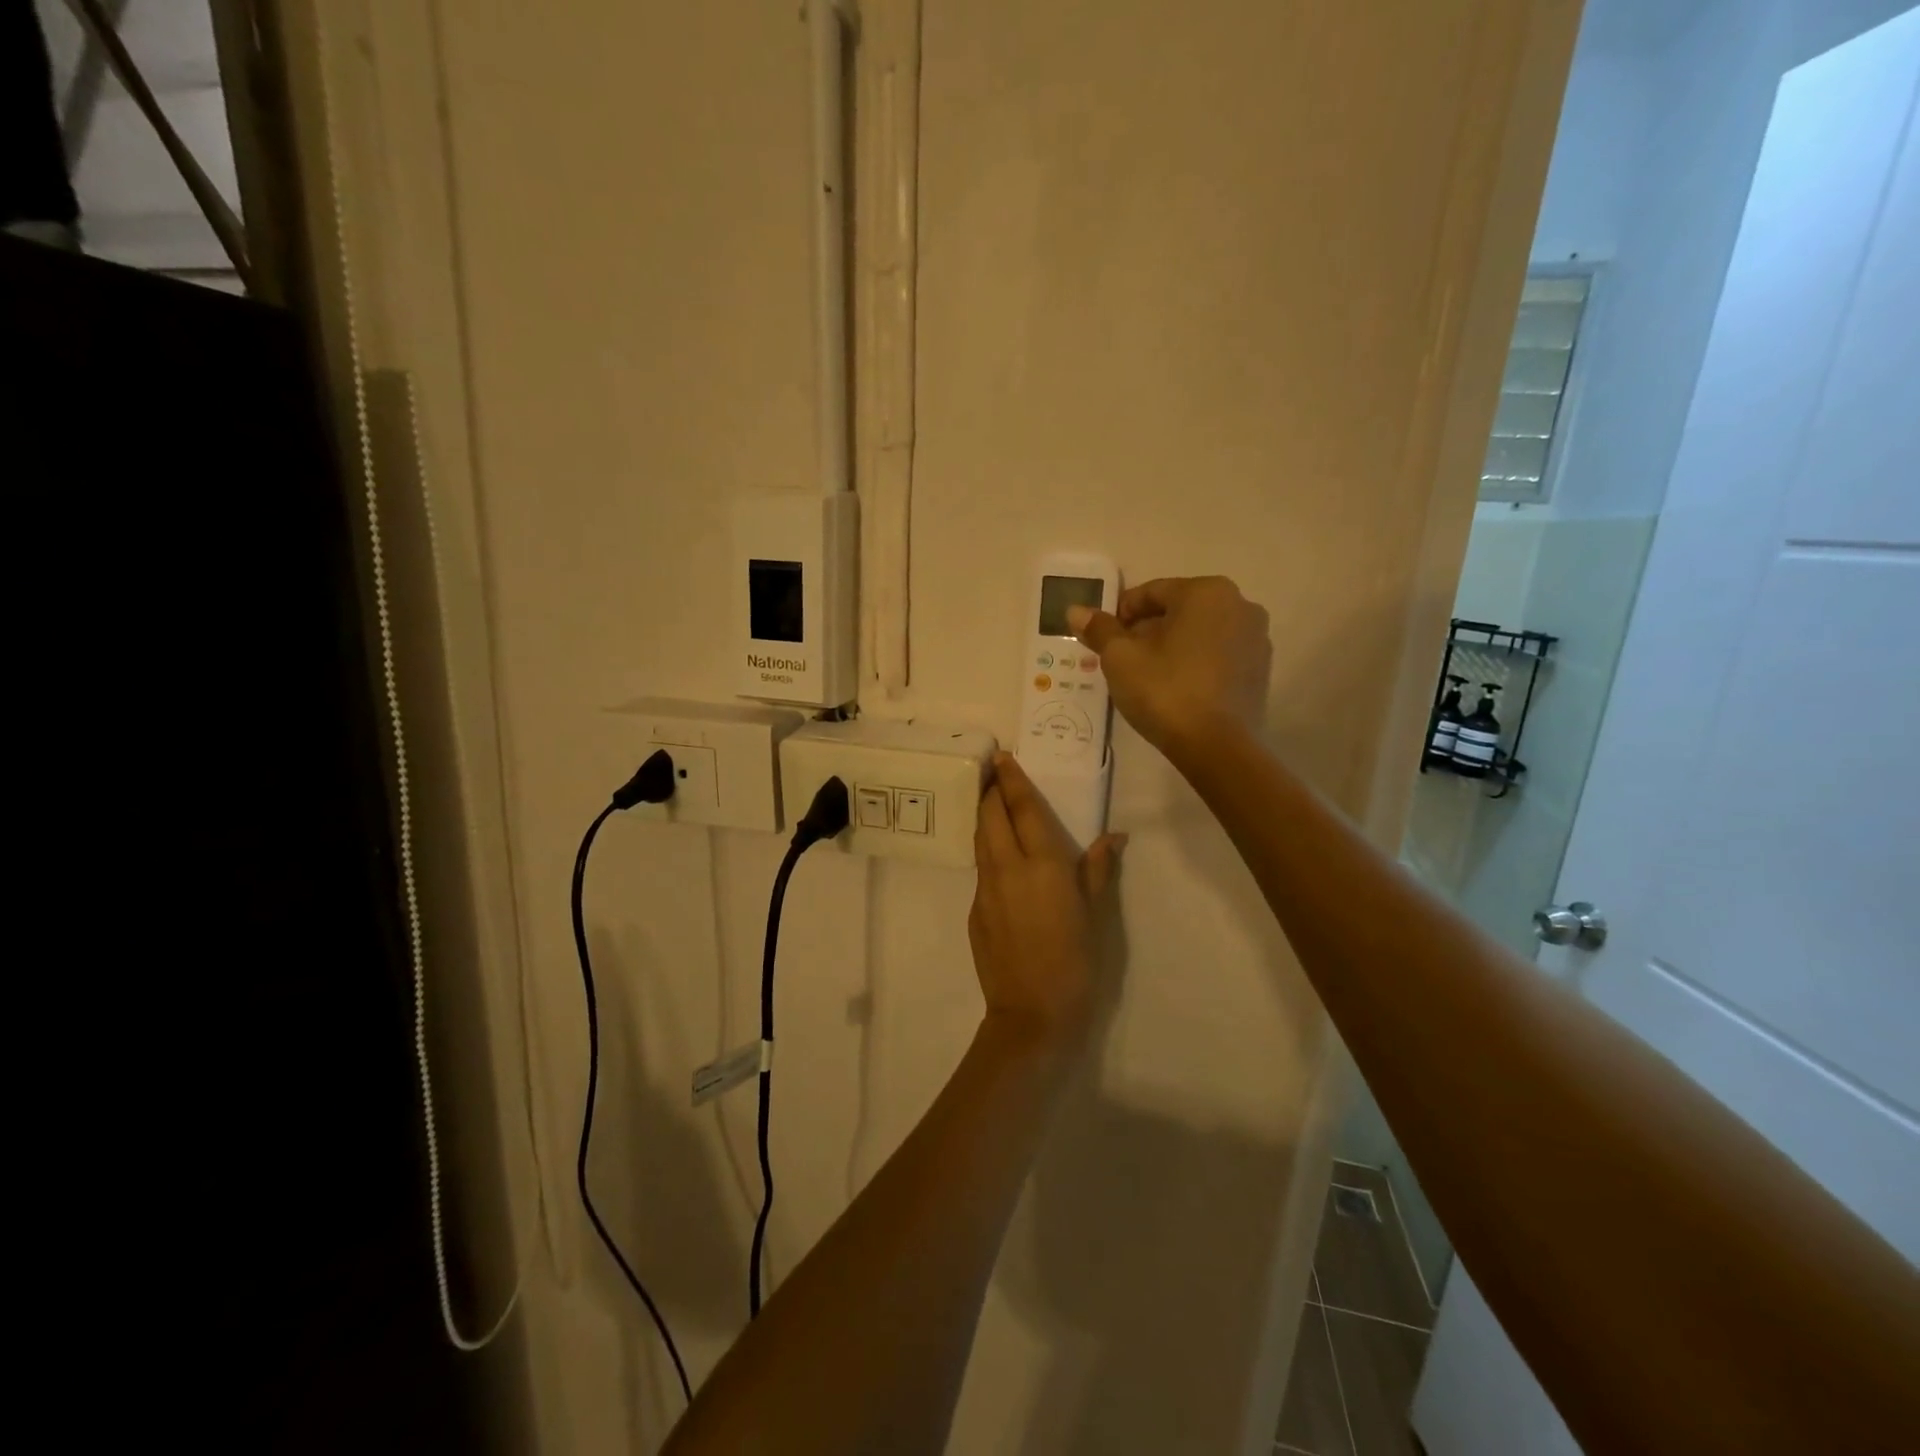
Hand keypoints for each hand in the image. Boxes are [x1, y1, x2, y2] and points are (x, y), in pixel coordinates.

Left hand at [969, 754, 1124, 1047]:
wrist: (1031, 1014)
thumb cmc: (1076, 963)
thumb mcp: (1097, 916)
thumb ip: (1099, 870)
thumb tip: (1114, 836)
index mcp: (1042, 865)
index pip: (1022, 809)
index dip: (1012, 780)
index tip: (1002, 757)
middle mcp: (1007, 868)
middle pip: (990, 816)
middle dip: (990, 791)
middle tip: (994, 773)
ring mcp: (986, 890)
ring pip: (980, 840)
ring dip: (984, 817)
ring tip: (993, 804)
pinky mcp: (974, 910)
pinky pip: (981, 869)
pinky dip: (987, 850)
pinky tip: (1000, 857)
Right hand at [1068, 576, 1270, 760]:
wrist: (1217, 746)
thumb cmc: (1165, 691)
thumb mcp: (1120, 658)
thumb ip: (1100, 629)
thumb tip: (1076, 611)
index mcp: (1205, 592)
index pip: (1151, 592)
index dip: (1121, 614)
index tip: (1104, 638)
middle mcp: (1239, 604)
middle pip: (1178, 610)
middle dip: (1147, 630)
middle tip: (1122, 658)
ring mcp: (1256, 637)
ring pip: (1200, 632)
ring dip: (1172, 645)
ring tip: (1148, 674)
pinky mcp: (1261, 669)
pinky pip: (1219, 654)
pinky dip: (1196, 662)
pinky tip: (1177, 687)